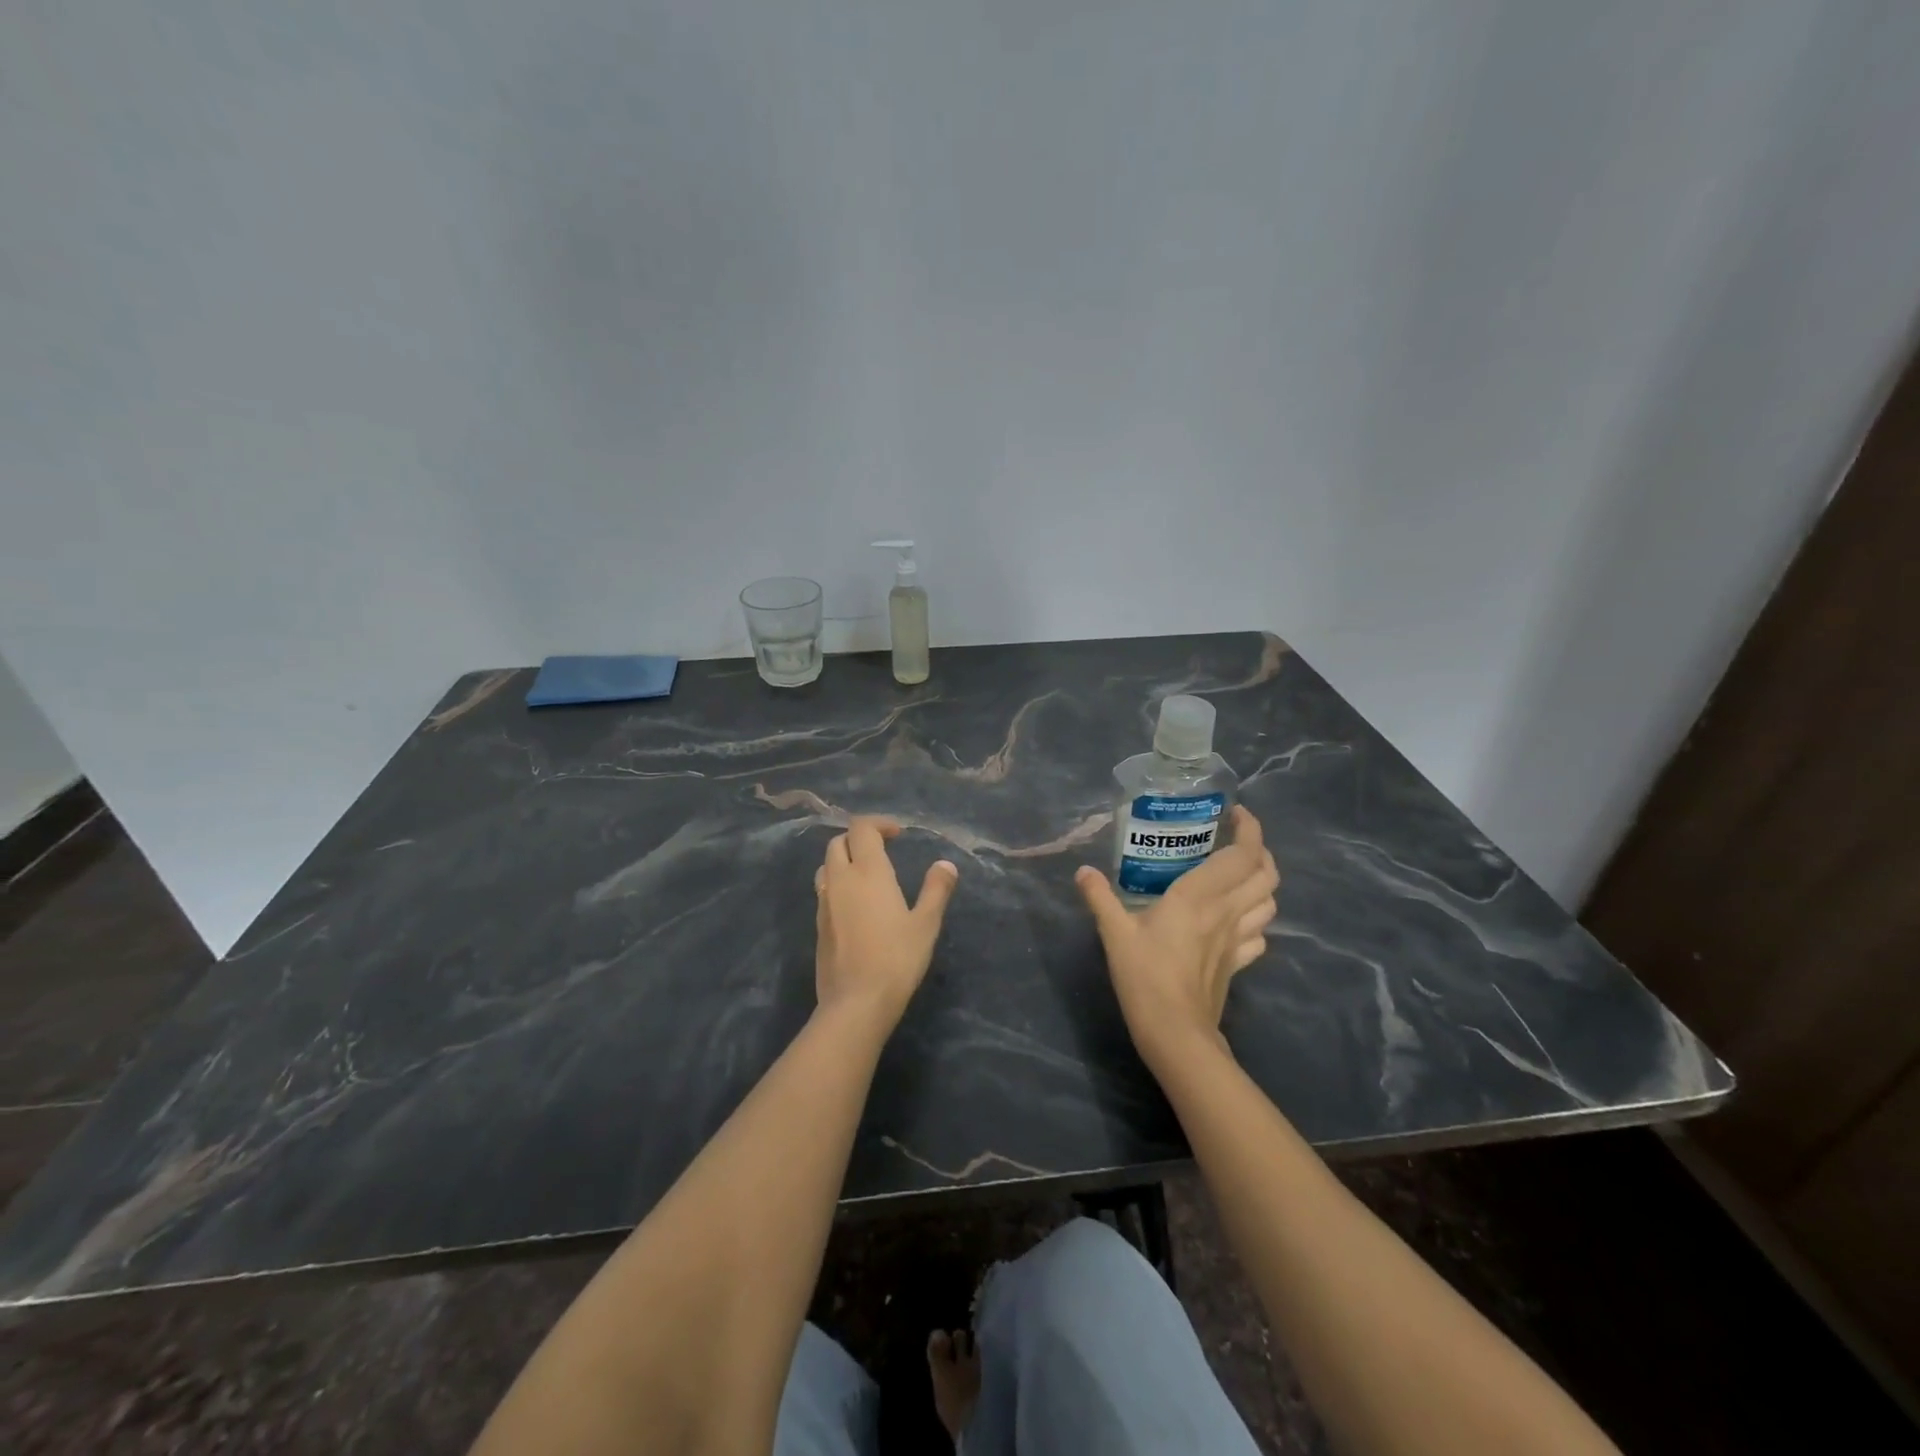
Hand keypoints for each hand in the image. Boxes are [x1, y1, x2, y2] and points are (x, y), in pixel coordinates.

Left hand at [813, 817, 958, 1026]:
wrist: (856, 1002)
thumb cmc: (896, 959)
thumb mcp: (926, 924)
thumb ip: (936, 890)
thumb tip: (945, 865)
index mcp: (868, 872)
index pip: (861, 828)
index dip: (878, 824)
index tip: (897, 834)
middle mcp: (840, 880)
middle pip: (838, 842)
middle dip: (858, 838)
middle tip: (883, 850)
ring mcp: (824, 903)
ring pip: (826, 866)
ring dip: (843, 860)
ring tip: (866, 874)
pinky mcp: (818, 925)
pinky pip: (824, 891)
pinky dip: (837, 884)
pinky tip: (855, 904)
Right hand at [1075, 806, 1279, 1071]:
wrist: (1175, 1032)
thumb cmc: (1144, 976)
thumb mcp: (1114, 933)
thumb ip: (1100, 897)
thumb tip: (1083, 871)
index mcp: (1199, 896)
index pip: (1242, 855)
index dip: (1249, 829)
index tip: (1236, 814)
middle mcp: (1226, 912)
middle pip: (1267, 874)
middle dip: (1260, 851)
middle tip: (1236, 840)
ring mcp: (1237, 939)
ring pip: (1270, 902)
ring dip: (1263, 882)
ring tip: (1240, 874)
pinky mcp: (1238, 963)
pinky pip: (1260, 934)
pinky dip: (1257, 918)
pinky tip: (1238, 919)